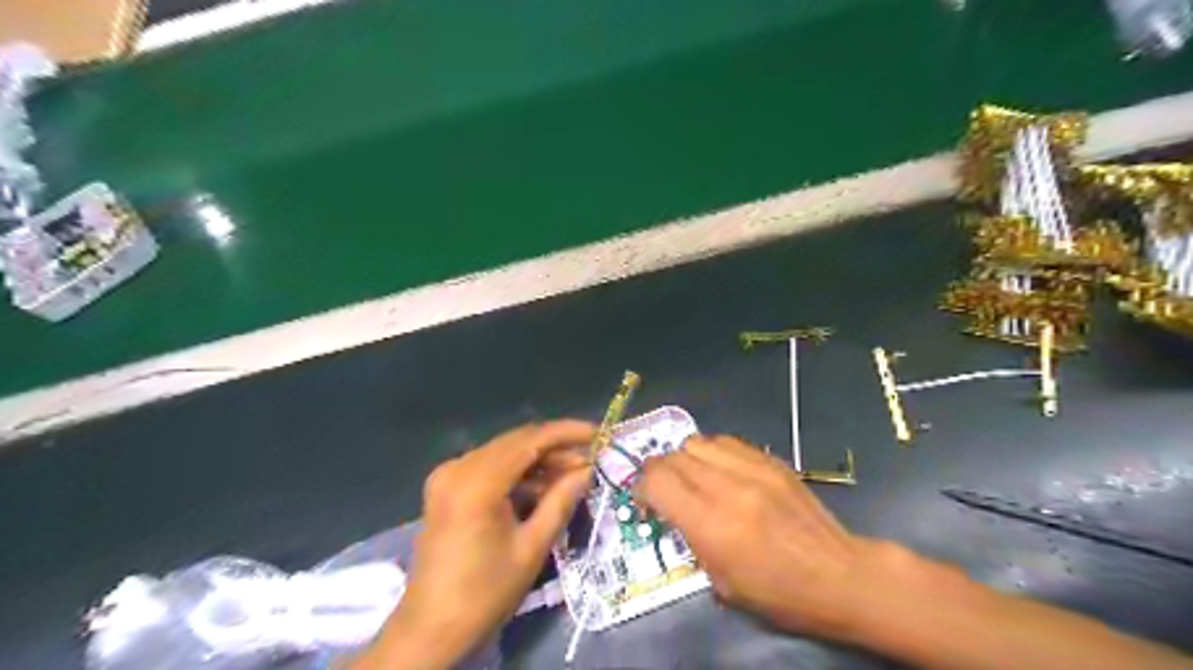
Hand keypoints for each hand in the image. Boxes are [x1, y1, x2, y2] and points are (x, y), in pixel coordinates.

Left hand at [358, 420, 591, 666]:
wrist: (430, 628)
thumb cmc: (485, 592)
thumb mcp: (532, 547)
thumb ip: (561, 501)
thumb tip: (587, 470)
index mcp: (477, 482)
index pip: (530, 440)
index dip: (567, 433)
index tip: (598, 433)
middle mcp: (458, 468)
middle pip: (516, 442)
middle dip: (555, 448)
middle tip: (589, 461)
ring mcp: (448, 475)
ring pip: (504, 453)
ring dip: (537, 461)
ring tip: (571, 477)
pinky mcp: (445, 487)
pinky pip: (488, 467)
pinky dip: (516, 473)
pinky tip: (541, 489)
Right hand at [640, 435, 889, 638]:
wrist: (840, 576)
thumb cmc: (779, 593)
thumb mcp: (722, 582)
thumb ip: (691, 537)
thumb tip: (674, 511)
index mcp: (711, 524)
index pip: (656, 481)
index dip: (641, 488)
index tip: (645, 502)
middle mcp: (727, 487)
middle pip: (672, 457)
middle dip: (659, 473)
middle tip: (666, 492)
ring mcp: (752, 468)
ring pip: (696, 442)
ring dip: (685, 459)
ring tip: (694, 479)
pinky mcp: (771, 460)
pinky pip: (726, 442)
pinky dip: (713, 453)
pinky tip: (722, 472)